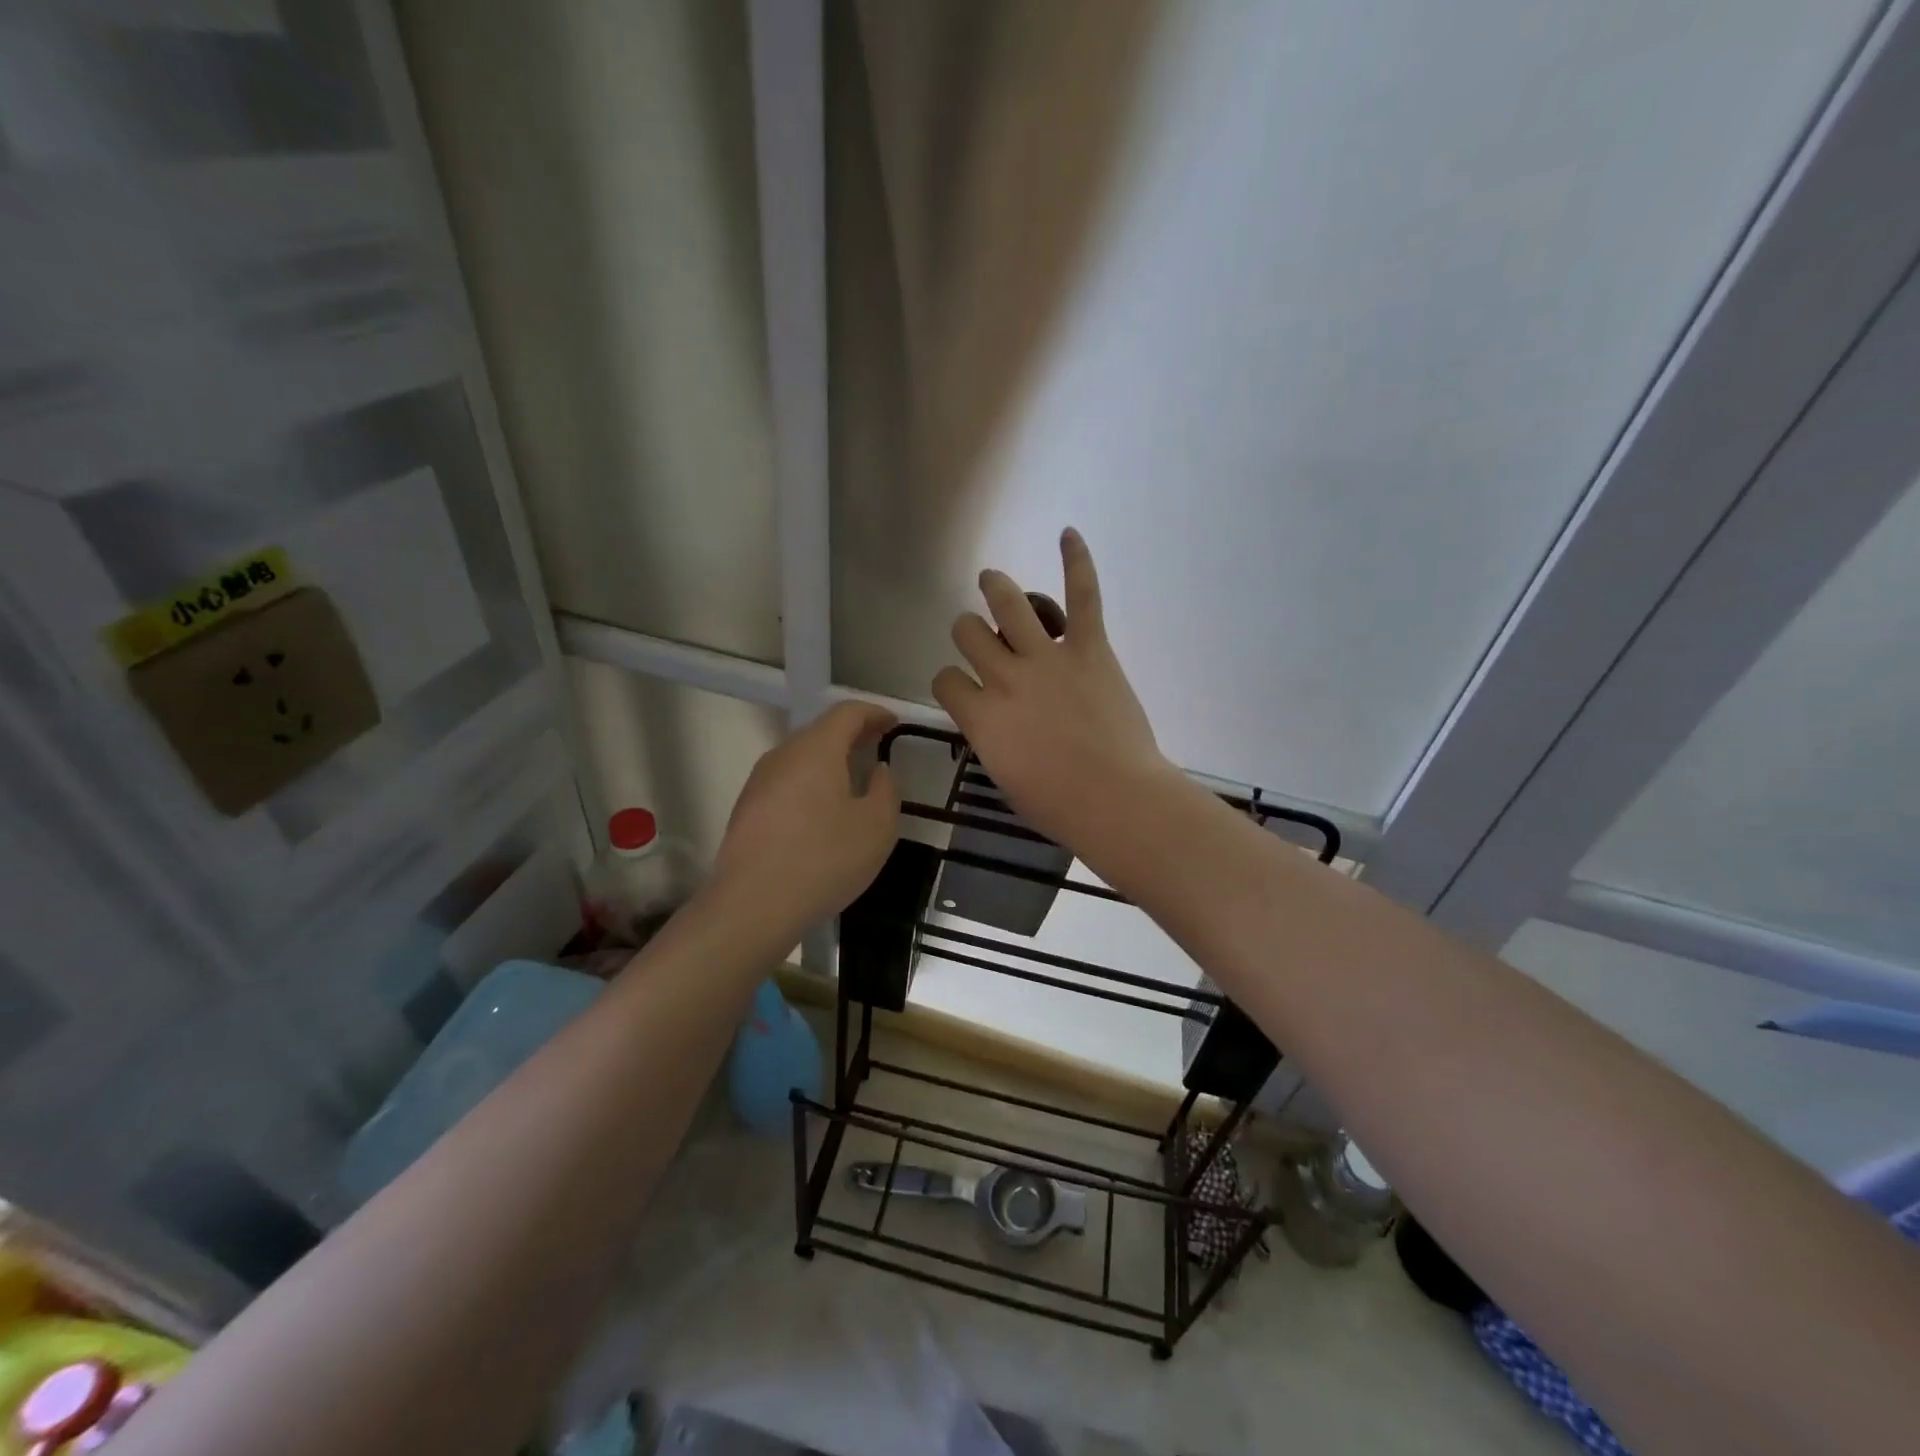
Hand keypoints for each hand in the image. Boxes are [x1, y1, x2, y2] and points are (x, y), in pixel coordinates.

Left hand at [709, 701, 900, 934]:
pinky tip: (822, 812)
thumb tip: (878, 771)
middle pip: (820, 732)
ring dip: (829, 761)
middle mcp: (783, 755)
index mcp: (816, 749)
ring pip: (801, 758)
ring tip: (852, 780)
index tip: (894, 724)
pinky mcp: (746, 809)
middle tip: (876, 747)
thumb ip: (886, 790)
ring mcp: (759, 782)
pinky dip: (810, 784)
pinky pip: (786, 782)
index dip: (874, 713)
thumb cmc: (824, 859)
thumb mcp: (877, 827)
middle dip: (852, 735)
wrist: (752, 905)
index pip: (847, 712)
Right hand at [933, 529, 1177, 850]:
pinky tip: (1068, 534)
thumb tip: (995, 723)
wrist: (1116, 799)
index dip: (950, 681)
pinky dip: (1077, 562)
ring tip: (991, 580)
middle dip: (968, 631)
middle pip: (968, 633)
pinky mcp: (1089, 648)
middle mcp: (1005, 678)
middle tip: (980, 636)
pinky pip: (1082, 596)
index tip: (964, 689)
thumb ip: (992, 740)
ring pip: (1008, 604)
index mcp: (980, 716)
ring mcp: (1047, 658)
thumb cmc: (1059, 805)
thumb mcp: (1006, 777)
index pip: (945, 680)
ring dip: (995, 587)